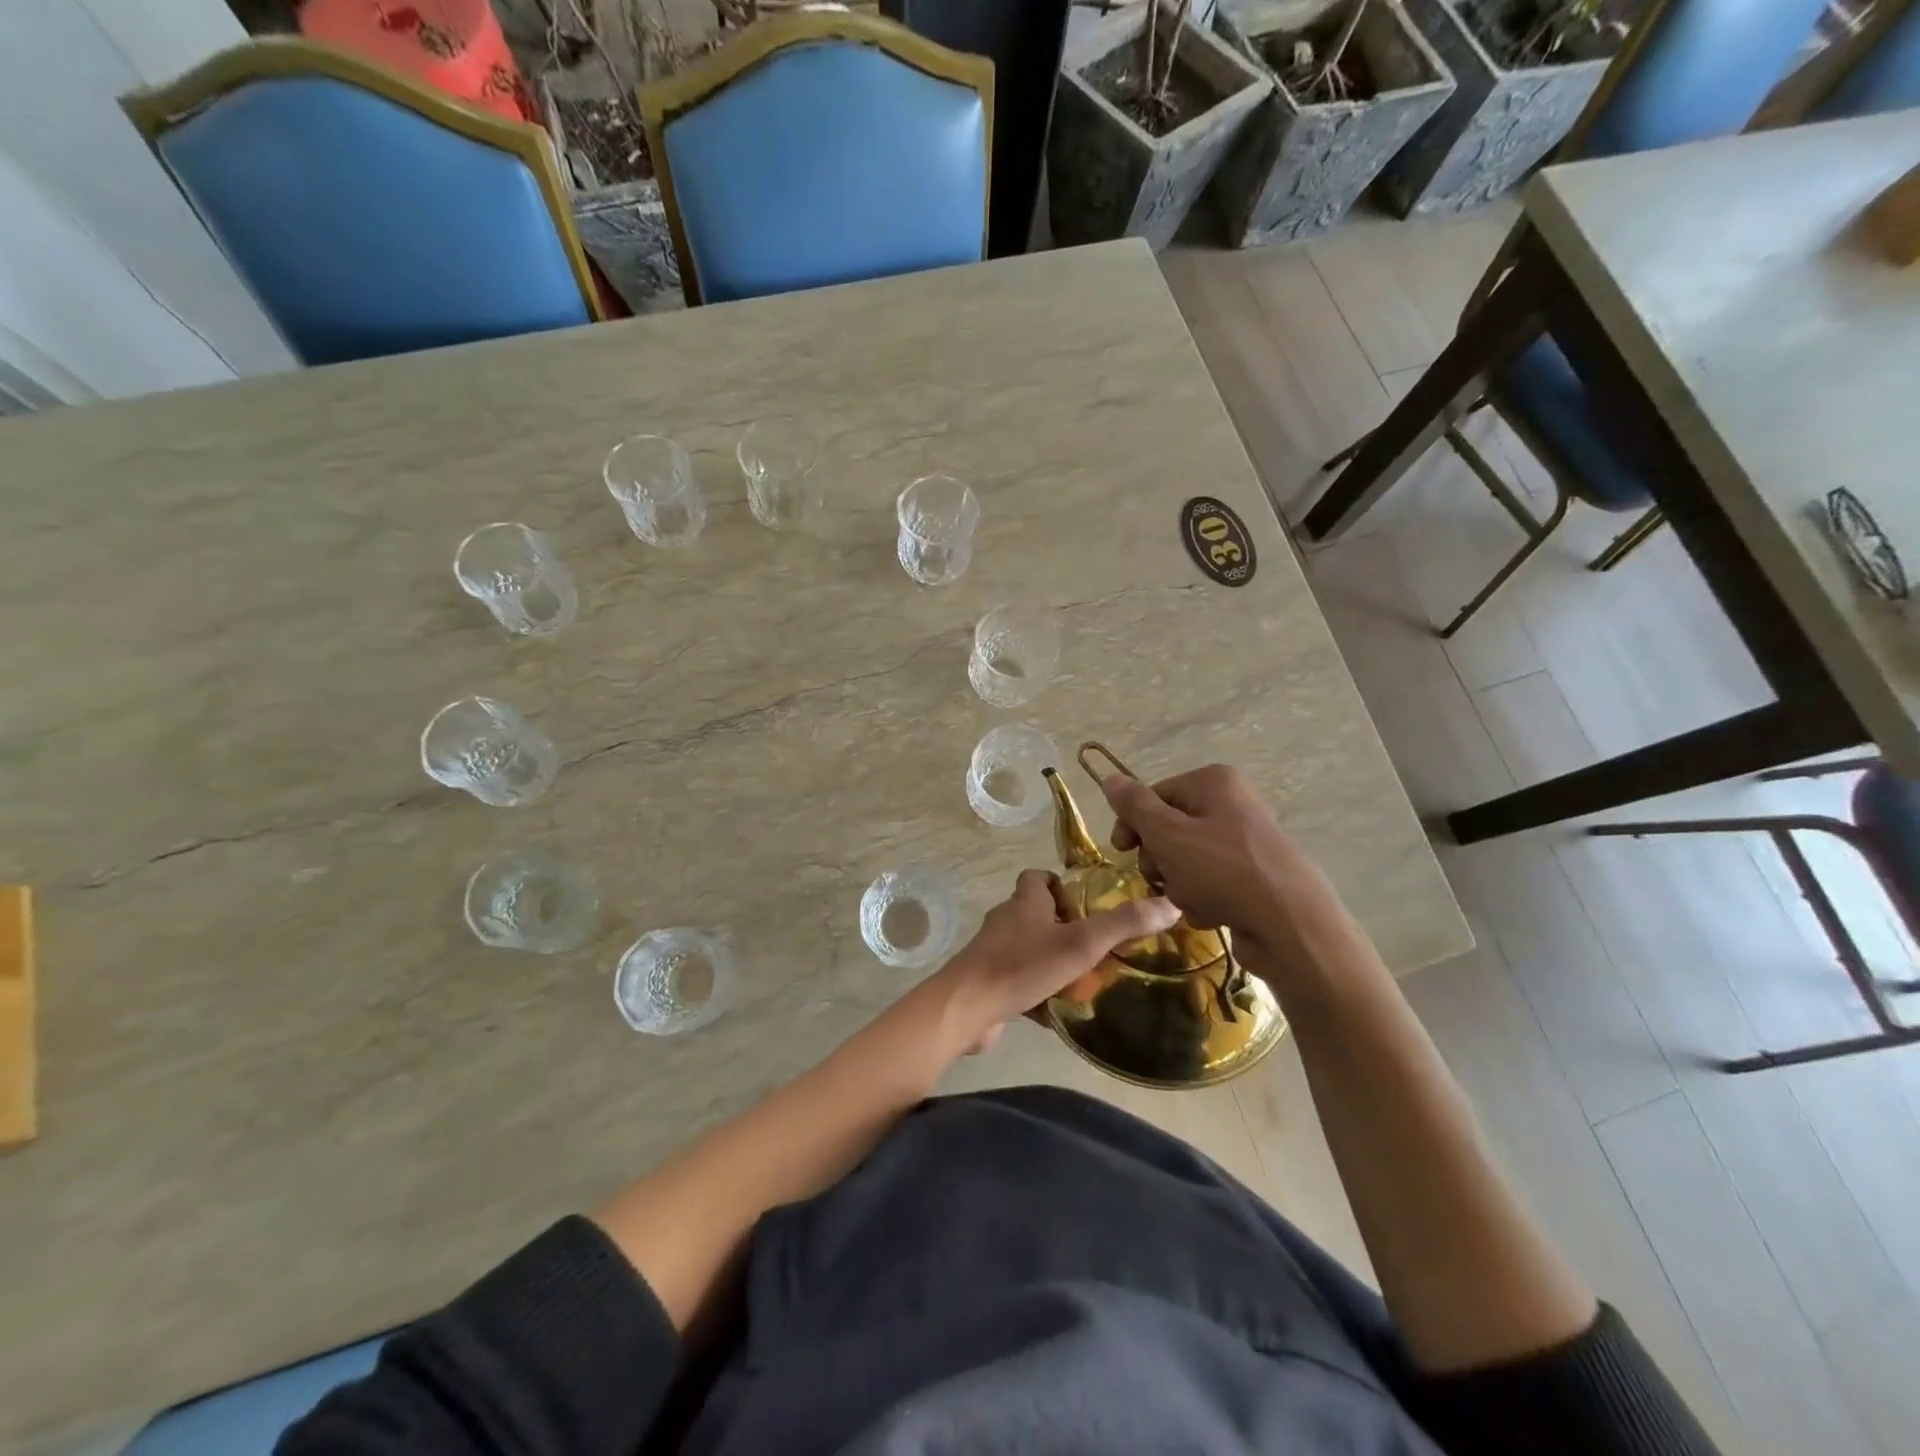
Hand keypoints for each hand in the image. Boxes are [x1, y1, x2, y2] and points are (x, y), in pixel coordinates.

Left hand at [932, 869, 1179, 1054]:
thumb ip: (1124, 924)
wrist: (968, 1007)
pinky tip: (1058, 1011)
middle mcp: (1006, 920)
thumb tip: (1171, 904)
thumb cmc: (1024, 965)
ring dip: (1052, 961)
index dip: (1060, 884)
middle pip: (1036, 914)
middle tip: (1096, 947)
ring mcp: (994, 952)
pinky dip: (1037, 992)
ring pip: (1028, 950)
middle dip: (1064, 928)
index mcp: (1025, 901)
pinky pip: (1019, 981)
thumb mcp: (1081, 942)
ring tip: (1084, 980)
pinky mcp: (989, 982)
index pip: (1037, 877)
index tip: (1086, 903)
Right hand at [1099, 765, 1341, 963]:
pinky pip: (1212, 883)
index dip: (1132, 824)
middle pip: (1170, 829)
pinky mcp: (1255, 878)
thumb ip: (1135, 807)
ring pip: (1187, 860)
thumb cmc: (1223, 872)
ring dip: (1179, 884)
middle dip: (1159, 859)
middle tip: (1163, 877)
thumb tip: (1109, 778)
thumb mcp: (1168, 835)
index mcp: (1214, 783)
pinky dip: (1204, 900)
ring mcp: (1247, 843)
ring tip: (1193, 900)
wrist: (1292, 927)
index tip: (1120, 852)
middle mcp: (1233, 804)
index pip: (1154, 795)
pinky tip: (1213, 914)